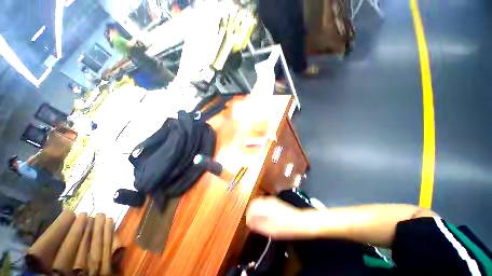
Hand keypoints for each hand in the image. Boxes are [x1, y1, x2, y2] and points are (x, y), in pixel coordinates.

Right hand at [246, 197, 317, 238]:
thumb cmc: (286, 227)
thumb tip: (249, 223)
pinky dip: (260, 207)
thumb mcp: (271, 230)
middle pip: (254, 202)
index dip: (248, 215)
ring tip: (256, 219)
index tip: (248, 223)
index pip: (251, 207)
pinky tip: (263, 215)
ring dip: (255, 209)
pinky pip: (263, 201)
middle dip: (250, 211)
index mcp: (266, 207)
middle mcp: (267, 200)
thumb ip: (258, 225)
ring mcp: (271, 199)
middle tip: (251, 221)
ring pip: (258, 201)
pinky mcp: (275, 200)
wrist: (300, 221)